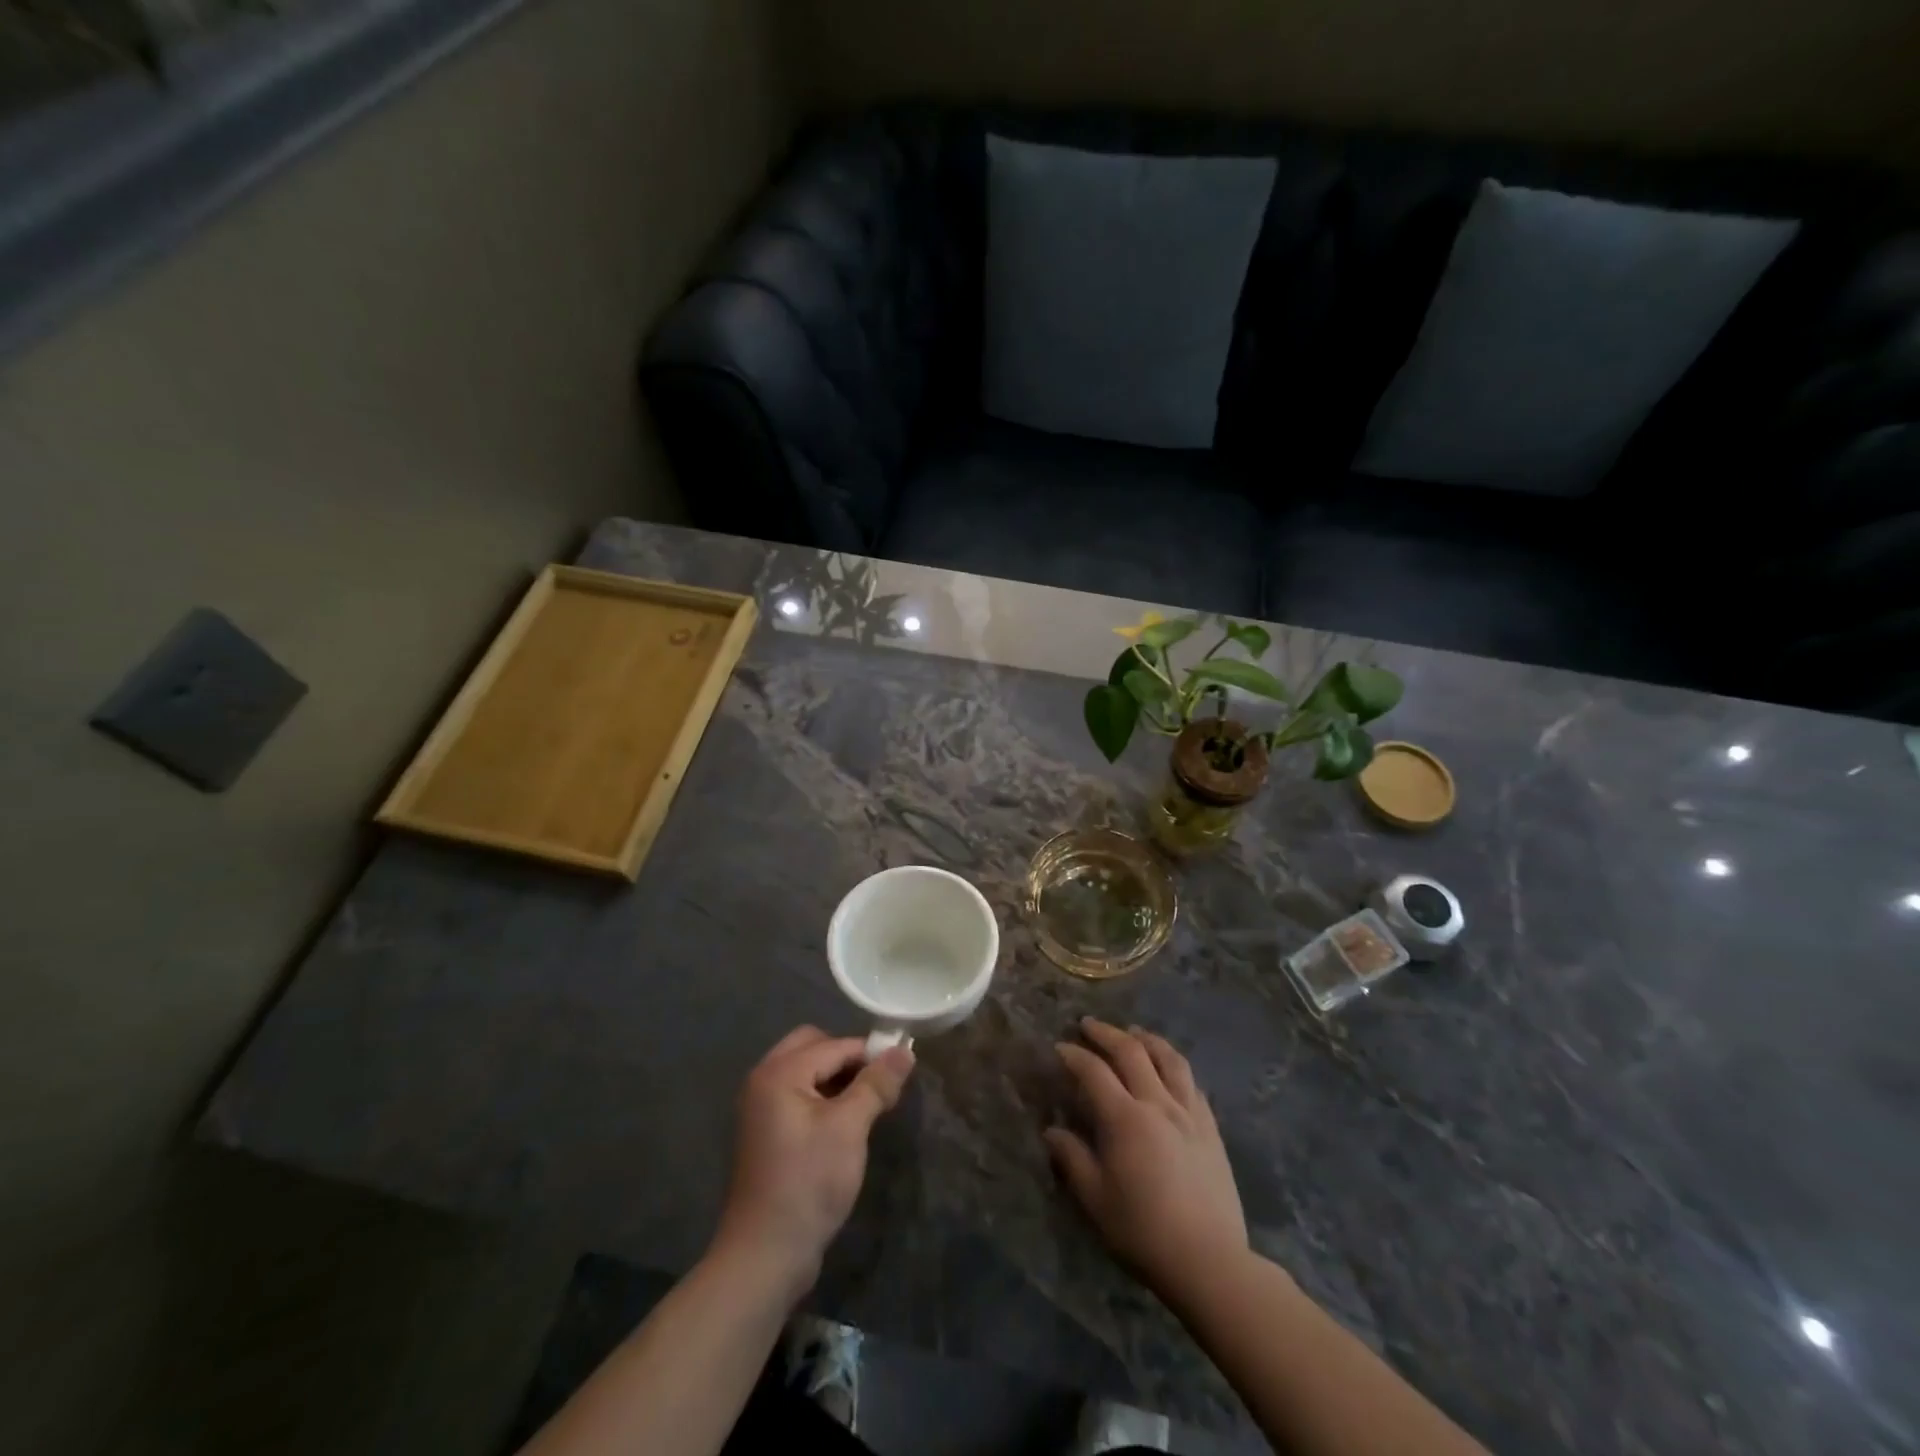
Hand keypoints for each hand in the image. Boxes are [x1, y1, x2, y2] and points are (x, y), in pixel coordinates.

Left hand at [711, 1026, 914, 1298]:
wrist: (765, 1255)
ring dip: (836, 1079)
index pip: (834, 1044)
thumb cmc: (808, 1183)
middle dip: (848, 1059)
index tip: (902, 1069)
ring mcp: (761, 1108)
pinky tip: (845, 1124)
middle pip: (813, 1046)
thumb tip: (904, 1049)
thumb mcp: (849, 1128)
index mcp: (779, 1073)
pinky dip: (822, 1098)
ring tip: (867, 1105)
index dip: (870, 1053)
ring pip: (806, 1072)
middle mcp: (763, 1080)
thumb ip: (876, 1084)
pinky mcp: (766, 1133)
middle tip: (877, 1085)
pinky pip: (798, 1096)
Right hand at [1045, 1018, 1246, 1299]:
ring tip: (1134, 1033)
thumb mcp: (1096, 1200)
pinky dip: (1174, 1066)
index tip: (1059, 1048)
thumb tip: (1052, 1131)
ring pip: (1169, 1059)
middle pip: (1132, 1052)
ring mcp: (1189, 1113)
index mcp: (1126, 1119)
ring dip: (1147, 1039)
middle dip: (1107, 1034)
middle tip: (1089, 1025)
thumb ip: (1073, 1159)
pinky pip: (1192, 1082)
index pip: (1094, 1072)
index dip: (1074, 1055)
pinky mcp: (1211, 1128)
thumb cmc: (1144, 1232)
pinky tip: (1169, 1069)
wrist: (1210, 1262)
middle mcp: (1158, 1104)